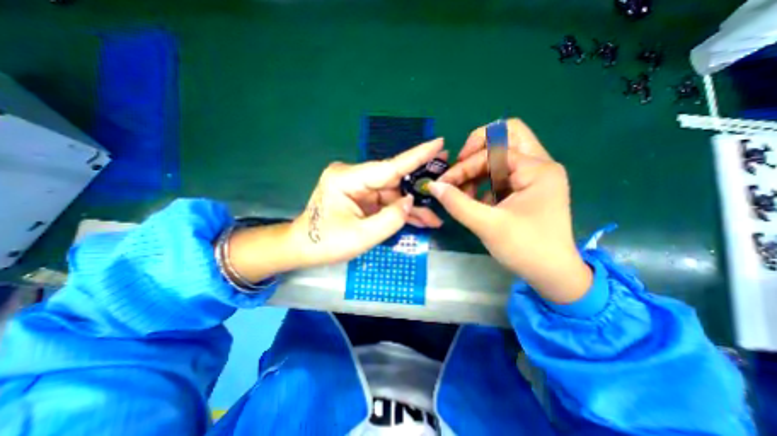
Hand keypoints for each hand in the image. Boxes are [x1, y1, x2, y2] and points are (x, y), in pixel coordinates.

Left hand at [287, 140, 446, 267]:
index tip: (438, 143)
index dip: (416, 156)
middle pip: (394, 181)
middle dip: (418, 189)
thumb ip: (391, 219)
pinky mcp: (360, 197)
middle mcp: (353, 176)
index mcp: (347, 179)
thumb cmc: (326, 244)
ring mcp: (357, 186)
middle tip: (445, 183)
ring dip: (411, 207)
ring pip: (392, 193)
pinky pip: (385, 202)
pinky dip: (400, 211)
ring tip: (434, 218)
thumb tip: (410, 202)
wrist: (303, 248)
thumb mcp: (361, 236)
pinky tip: (418, 220)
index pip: (389, 166)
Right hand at [431, 119, 588, 302]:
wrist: (553, 274)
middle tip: (459, 166)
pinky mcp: (526, 188)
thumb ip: (457, 203)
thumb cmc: (526, 249)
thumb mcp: (488, 225)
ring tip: (463, 189)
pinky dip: (484, 180)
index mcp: (537, 169)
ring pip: (501, 154)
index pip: (492, 152)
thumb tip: (434, 185)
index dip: (464, 166)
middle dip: (476, 148)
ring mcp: (534, 176)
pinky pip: (501, 173)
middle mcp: (539, 165)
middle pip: (505, 135)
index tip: (445, 184)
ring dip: (478, 167)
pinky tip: (474, 199)